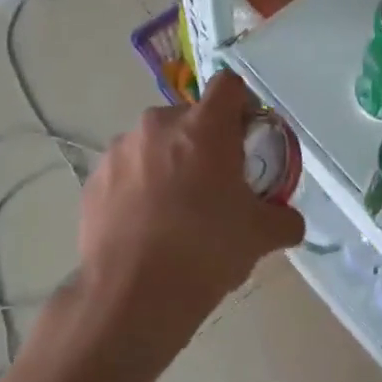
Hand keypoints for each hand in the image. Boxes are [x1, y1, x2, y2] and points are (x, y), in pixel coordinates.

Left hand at [78, 70, 304, 333]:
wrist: (132, 295)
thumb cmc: (206, 251)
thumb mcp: (261, 236)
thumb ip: (283, 218)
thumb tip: (288, 220)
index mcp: (204, 127)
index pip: (229, 85)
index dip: (243, 107)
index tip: (247, 140)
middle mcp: (157, 126)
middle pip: (190, 117)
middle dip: (205, 142)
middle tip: (216, 184)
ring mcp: (119, 151)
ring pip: (154, 144)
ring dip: (169, 163)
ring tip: (176, 210)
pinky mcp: (93, 180)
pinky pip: (126, 171)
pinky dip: (139, 187)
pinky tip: (146, 226)